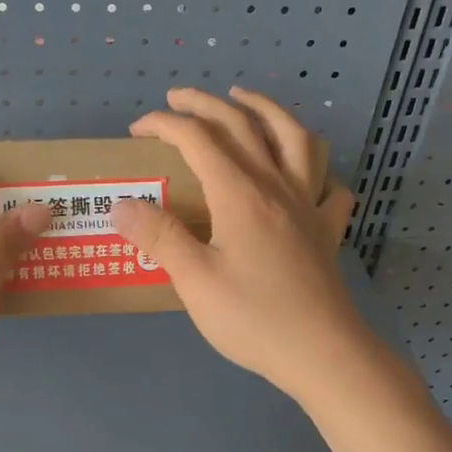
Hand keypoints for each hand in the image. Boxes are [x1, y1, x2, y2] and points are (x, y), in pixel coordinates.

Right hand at [111, 87, 370, 404]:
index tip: (138, 129)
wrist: (323, 353)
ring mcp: (309, 205)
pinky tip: (306, 172)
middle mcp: (277, 185)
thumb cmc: (254, 318)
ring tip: (248, 101)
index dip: (165, 125)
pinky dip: (316, 167)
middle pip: (243, 125)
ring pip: (296, 138)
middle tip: (179, 97)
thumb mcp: (194, 280)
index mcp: (240, 193)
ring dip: (268, 110)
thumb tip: (121, 204)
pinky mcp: (328, 230)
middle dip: (207, 104)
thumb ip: (159, 237)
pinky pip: (330, 184)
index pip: (199, 139)